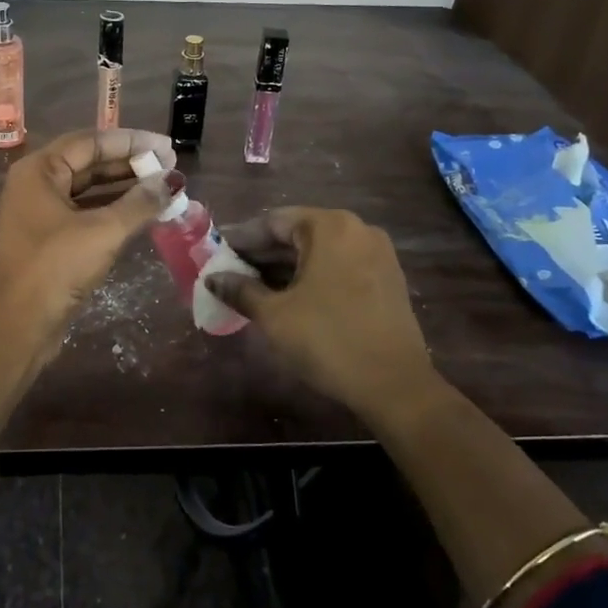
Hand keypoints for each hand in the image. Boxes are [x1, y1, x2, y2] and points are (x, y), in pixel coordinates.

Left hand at [0, 127, 175, 365]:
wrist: (16, 326)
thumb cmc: (55, 268)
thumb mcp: (103, 231)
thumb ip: (140, 202)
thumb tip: (173, 180)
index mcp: (39, 170)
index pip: (91, 142)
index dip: (131, 142)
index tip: (167, 147)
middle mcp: (35, 184)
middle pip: (88, 163)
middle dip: (129, 164)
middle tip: (170, 166)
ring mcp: (40, 213)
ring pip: (88, 190)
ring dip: (124, 188)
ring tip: (164, 187)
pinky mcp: (48, 239)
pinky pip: (85, 213)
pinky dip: (113, 210)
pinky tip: (143, 213)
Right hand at [207, 208, 445, 425]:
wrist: (394, 385)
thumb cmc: (328, 340)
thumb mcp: (274, 315)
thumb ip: (240, 290)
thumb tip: (213, 279)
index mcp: (330, 226)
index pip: (273, 221)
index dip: (240, 239)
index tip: (216, 254)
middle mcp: (357, 229)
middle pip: (298, 233)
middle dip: (262, 254)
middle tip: (230, 273)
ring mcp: (377, 253)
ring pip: (319, 251)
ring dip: (286, 267)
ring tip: (253, 288)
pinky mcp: (387, 278)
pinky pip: (339, 266)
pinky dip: (312, 276)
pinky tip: (289, 297)